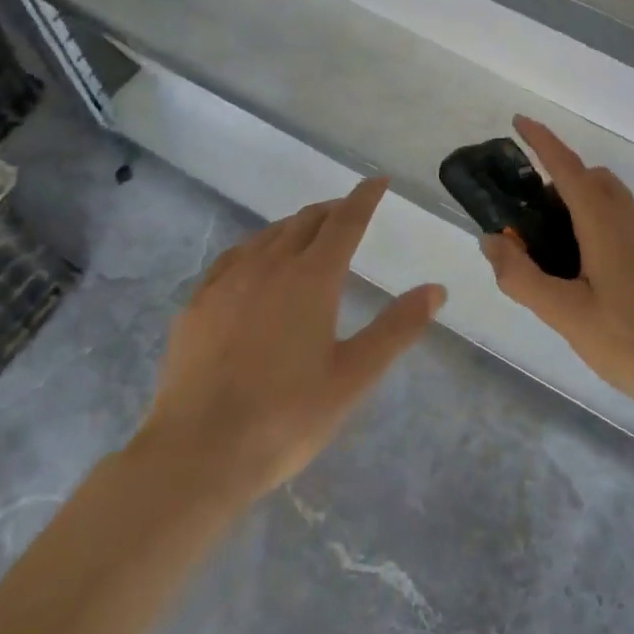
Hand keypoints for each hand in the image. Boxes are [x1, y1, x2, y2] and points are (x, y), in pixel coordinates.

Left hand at [138, 177, 444, 502]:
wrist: (197, 453)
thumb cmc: (287, 416)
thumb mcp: (354, 376)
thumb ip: (397, 328)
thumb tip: (436, 289)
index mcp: (312, 278)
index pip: (345, 221)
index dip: (364, 197)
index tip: (378, 180)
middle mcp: (270, 266)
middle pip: (306, 222)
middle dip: (332, 211)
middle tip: (348, 213)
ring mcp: (228, 282)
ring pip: (268, 235)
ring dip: (295, 226)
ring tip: (308, 233)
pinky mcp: (197, 304)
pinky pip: (233, 257)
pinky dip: (256, 247)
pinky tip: (254, 262)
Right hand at [482, 117, 633, 418]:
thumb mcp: (567, 316)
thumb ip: (523, 277)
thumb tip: (491, 240)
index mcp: (605, 222)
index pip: (567, 166)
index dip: (541, 140)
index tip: (519, 121)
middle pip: (592, 179)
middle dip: (560, 182)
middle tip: (532, 222)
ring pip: (614, 202)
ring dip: (583, 208)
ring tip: (561, 257)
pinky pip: (631, 225)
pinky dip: (605, 228)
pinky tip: (600, 279)